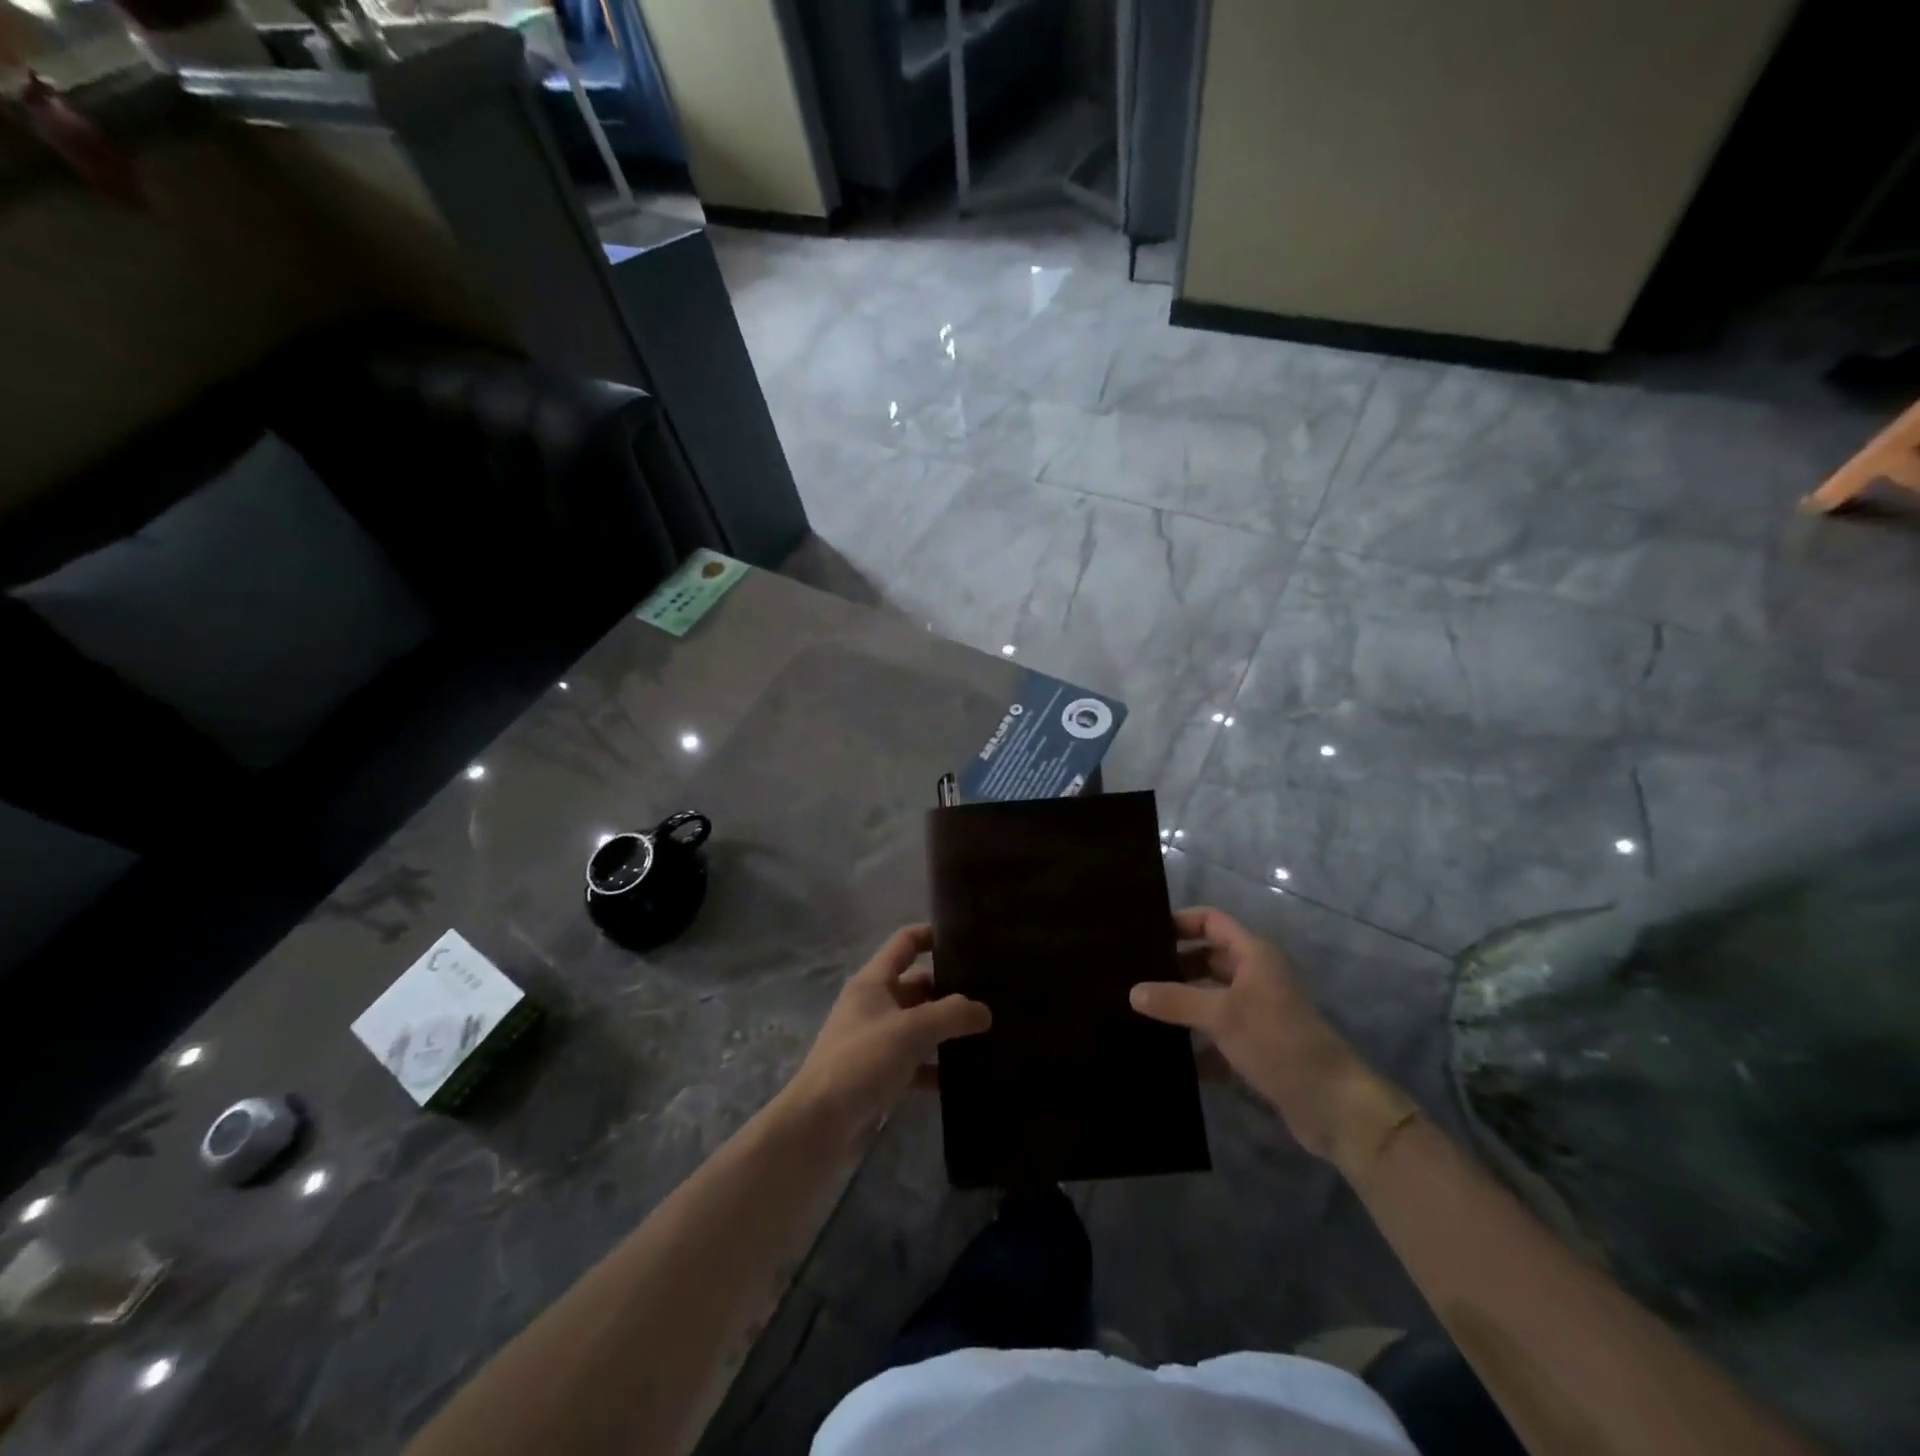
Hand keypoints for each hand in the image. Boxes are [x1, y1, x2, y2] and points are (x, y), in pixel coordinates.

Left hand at [777, 925, 989, 1158]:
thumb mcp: (909, 1031)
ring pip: (918, 1025)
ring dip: (946, 1030)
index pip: (905, 943)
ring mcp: (876, 1041)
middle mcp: (873, 1005)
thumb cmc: (860, 1062)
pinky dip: (936, 1067)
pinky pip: (915, 1062)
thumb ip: (950, 1015)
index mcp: (873, 982)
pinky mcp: (879, 1075)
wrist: (819, 1126)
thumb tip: (984, 1011)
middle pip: (917, 986)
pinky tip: (964, 1076)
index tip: (967, 939)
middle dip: (949, 989)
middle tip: (991, 993)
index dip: (932, 935)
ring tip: (988, 1032)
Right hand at [1131, 907, 1409, 1163]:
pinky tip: (1163, 1054)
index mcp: (1254, 955)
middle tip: (1131, 974)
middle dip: (1173, 966)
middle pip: (1207, 960)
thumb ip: (1175, 1000)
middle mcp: (1255, 978)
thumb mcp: (1221, 1015)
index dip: (1180, 922)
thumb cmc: (1278, 1042)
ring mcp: (1256, 1015)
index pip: (1211, 921)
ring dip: (1180, 1007)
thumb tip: (1133, 992)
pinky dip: (1194, 1044)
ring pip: (1209, 1000)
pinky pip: (1215, 1038)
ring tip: (1136, 1011)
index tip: (1143, 933)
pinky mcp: (1255, 1049)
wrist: (1332, 1107)